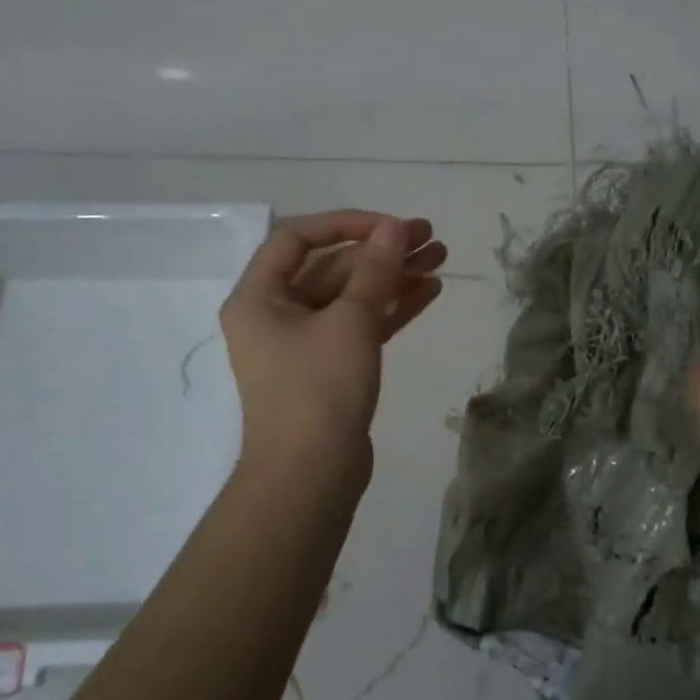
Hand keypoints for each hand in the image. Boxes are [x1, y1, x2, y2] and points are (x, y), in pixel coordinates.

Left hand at [221, 211, 445, 485]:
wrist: (311, 476)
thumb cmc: (320, 388)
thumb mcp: (350, 321)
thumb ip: (374, 270)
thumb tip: (393, 227)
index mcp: (259, 297)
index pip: (298, 238)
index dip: (346, 223)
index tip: (390, 225)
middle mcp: (276, 315)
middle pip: (331, 267)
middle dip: (381, 251)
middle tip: (429, 238)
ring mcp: (304, 344)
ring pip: (351, 297)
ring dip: (393, 278)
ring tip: (441, 259)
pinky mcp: (330, 368)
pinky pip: (360, 326)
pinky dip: (391, 309)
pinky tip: (429, 292)